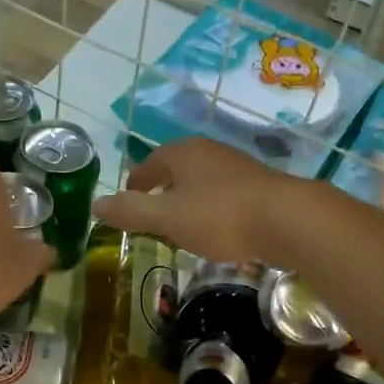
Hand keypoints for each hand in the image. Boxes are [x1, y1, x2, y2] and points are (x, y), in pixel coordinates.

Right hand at [93, 137, 310, 262]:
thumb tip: (96, 204)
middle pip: (176, 170)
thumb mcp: (167, 218)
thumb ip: (131, 212)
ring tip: (180, 225)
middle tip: (150, 214)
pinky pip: (224, 195)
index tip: (127, 200)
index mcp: (183, 153)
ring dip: (188, 201)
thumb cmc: (219, 216)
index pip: (149, 164)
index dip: (135, 182)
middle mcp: (209, 152)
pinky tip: (216, 230)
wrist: (287, 219)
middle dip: (161, 190)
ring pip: (201, 182)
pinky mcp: (259, 187)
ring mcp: (237, 168)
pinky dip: (212, 210)